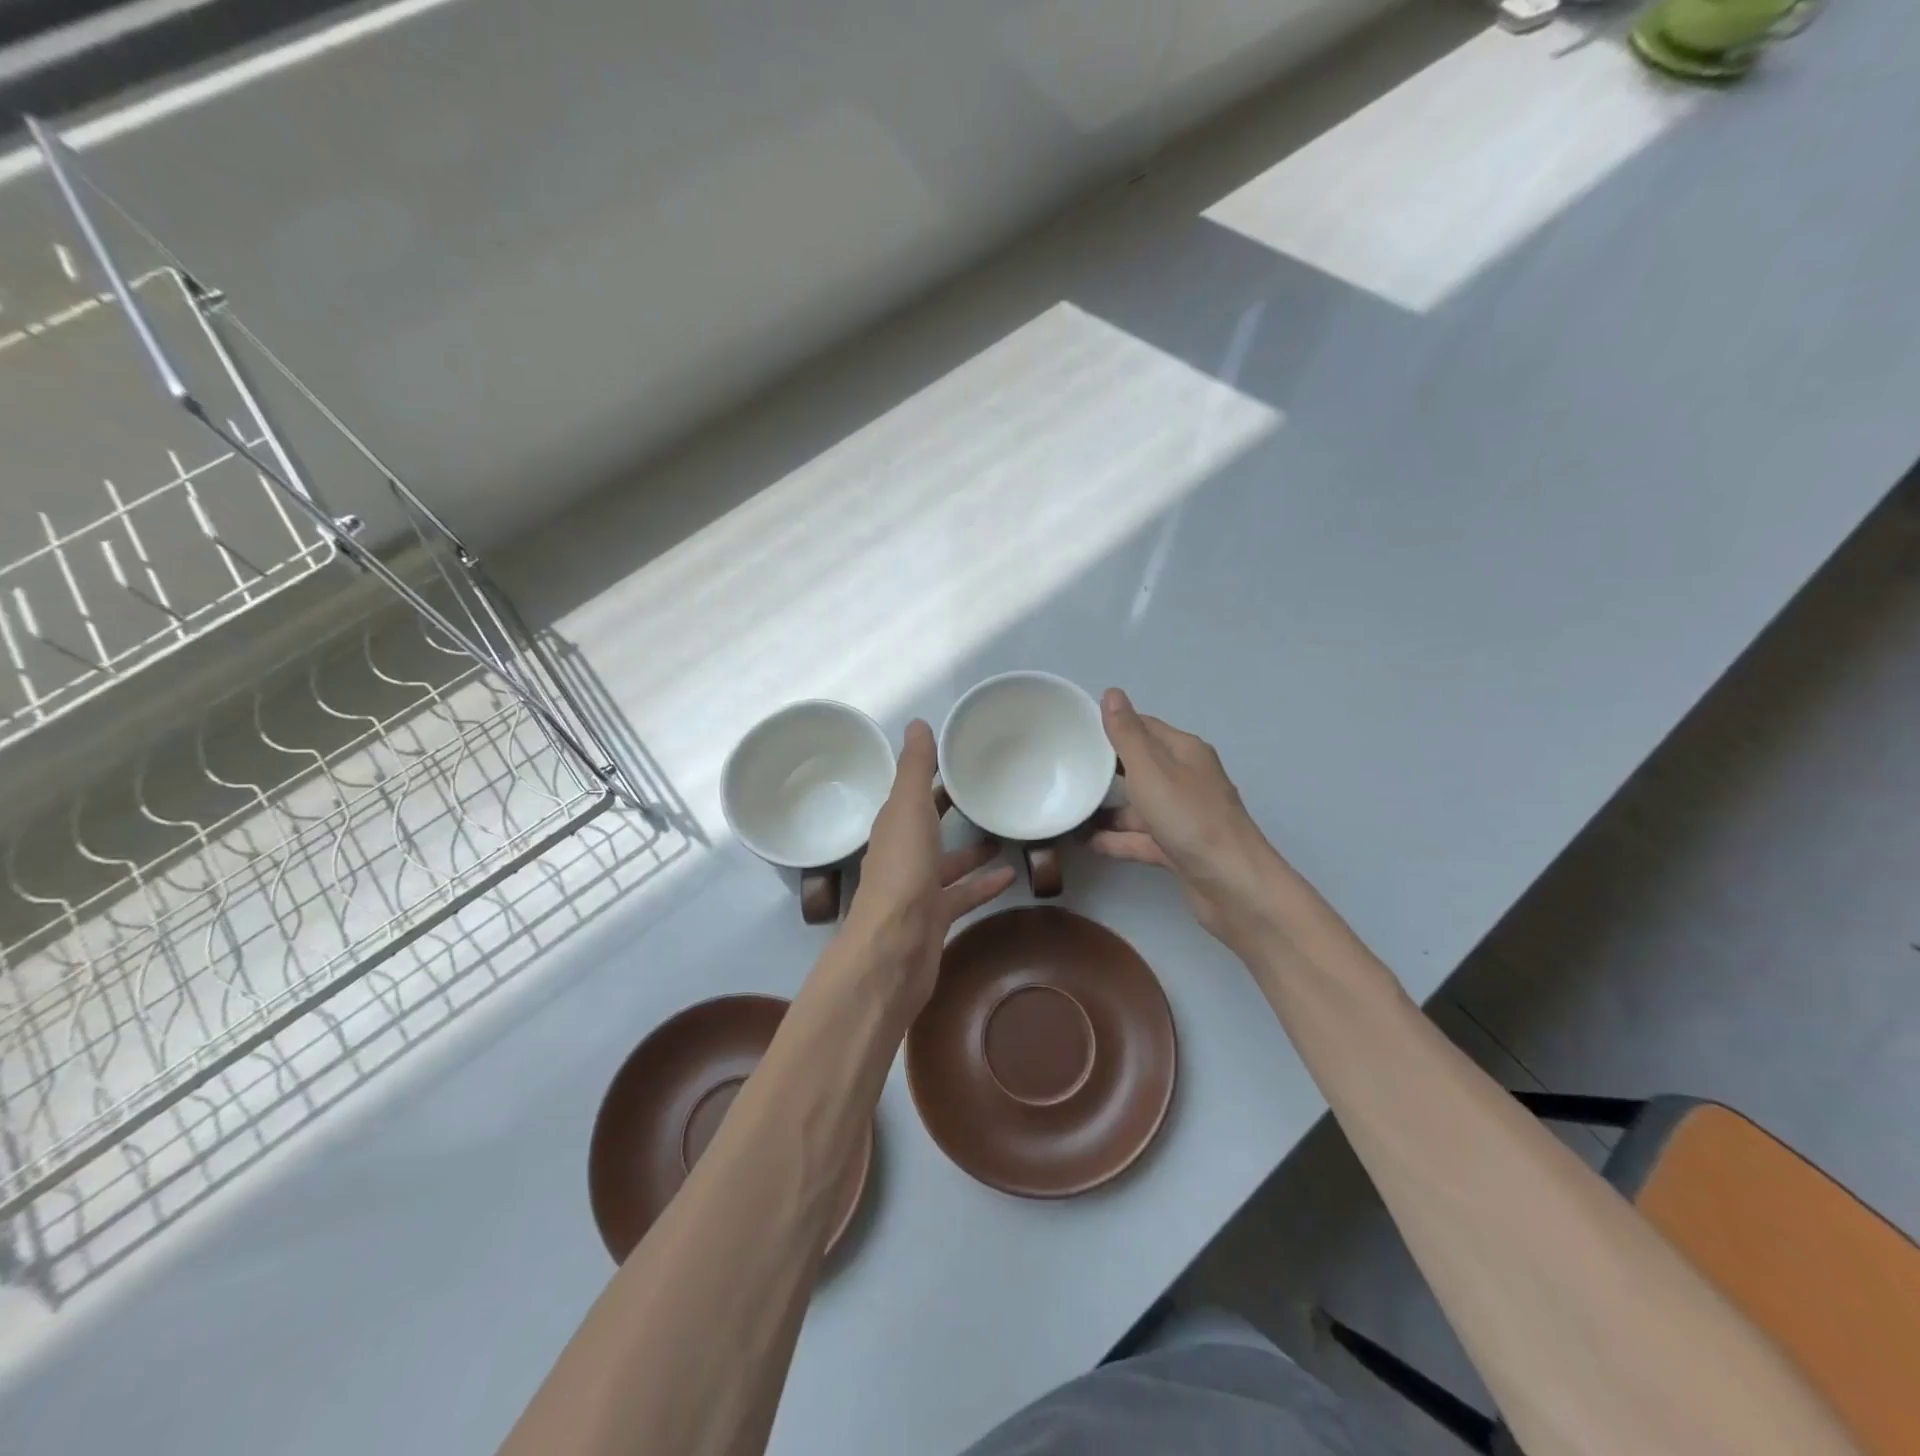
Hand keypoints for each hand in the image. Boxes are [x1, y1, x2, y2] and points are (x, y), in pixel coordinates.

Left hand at [841, 720, 1015, 1014]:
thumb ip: (914, 768)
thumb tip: (917, 722)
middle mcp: (903, 854)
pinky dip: (983, 885)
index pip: (911, 792)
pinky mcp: (936, 918)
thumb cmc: (902, 871)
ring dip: (970, 850)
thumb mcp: (908, 808)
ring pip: (947, 862)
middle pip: (928, 825)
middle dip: (950, 809)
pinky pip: (963, 895)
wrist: (894, 947)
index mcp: (893, 826)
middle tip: (985, 791)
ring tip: (1004, 834)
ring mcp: (918, 889)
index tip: (960, 756)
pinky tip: (1010, 876)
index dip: (931, 774)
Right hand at [1090, 689, 1283, 947]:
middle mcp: (1186, 779)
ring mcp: (1183, 816)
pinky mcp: (1178, 848)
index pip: (1143, 727)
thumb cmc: (1189, 818)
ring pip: (1139, 806)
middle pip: (1140, 766)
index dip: (1111, 726)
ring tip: (1069, 808)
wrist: (1232, 885)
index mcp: (1184, 752)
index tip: (1075, 731)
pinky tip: (1087, 842)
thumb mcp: (1150, 770)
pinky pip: (1141, 837)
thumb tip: (1112, 692)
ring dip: (1108, 808)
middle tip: (1066, 768)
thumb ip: (1127, 734)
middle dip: (1106, 768)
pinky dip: (1117, 839)